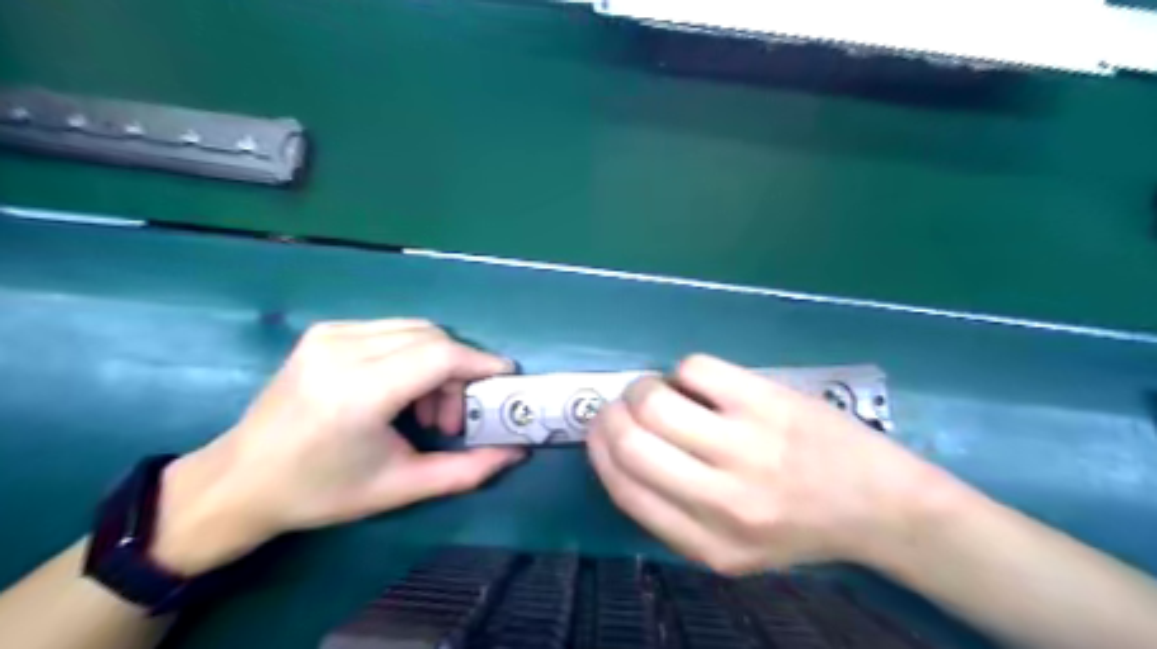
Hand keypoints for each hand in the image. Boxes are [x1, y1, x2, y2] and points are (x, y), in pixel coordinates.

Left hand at [148, 323, 523, 573]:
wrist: (240, 480)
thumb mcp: (401, 487)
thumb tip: (518, 451)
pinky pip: (391, 330)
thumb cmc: (321, 491)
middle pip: (432, 338)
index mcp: (359, 391)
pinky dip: (413, 354)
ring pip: (415, 330)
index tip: (505, 378)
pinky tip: (401, 390)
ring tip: (426, 409)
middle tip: (454, 416)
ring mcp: (330, 335)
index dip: (480, 363)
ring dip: (437, 363)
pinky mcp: (325, 332)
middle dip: (459, 371)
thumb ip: (467, 470)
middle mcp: (343, 350)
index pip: (440, 356)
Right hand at [588, 354, 959, 573]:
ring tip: (659, 390)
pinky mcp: (767, 401)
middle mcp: (721, 499)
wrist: (881, 505)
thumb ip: (670, 513)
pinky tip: (703, 383)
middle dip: (612, 414)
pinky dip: (684, 371)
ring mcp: (747, 446)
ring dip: (643, 387)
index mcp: (705, 543)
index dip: (599, 448)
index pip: (623, 486)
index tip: (600, 430)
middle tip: (624, 406)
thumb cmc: (798, 527)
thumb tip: (618, 449)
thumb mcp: (729, 550)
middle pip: (630, 440)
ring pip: (655, 400)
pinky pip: (693, 368)